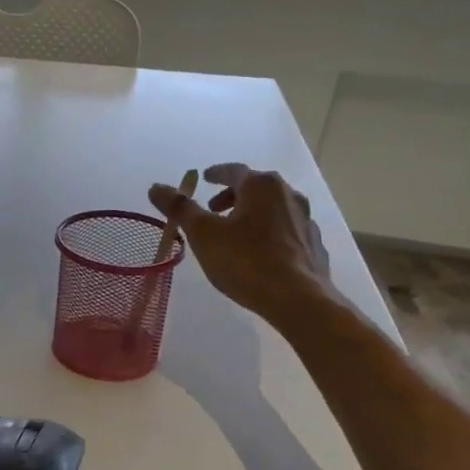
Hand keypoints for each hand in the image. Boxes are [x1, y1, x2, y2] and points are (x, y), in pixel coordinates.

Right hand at [148, 163, 335, 326]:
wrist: (298, 298)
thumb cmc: (246, 261)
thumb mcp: (204, 234)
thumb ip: (180, 209)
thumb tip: (156, 187)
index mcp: (261, 186)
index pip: (234, 170)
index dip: (215, 174)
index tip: (204, 178)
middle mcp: (288, 194)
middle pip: (255, 187)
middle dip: (232, 196)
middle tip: (213, 211)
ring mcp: (305, 220)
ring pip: (273, 209)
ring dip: (252, 214)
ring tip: (235, 234)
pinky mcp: (313, 245)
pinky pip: (286, 231)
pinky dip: (270, 234)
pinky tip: (261, 253)